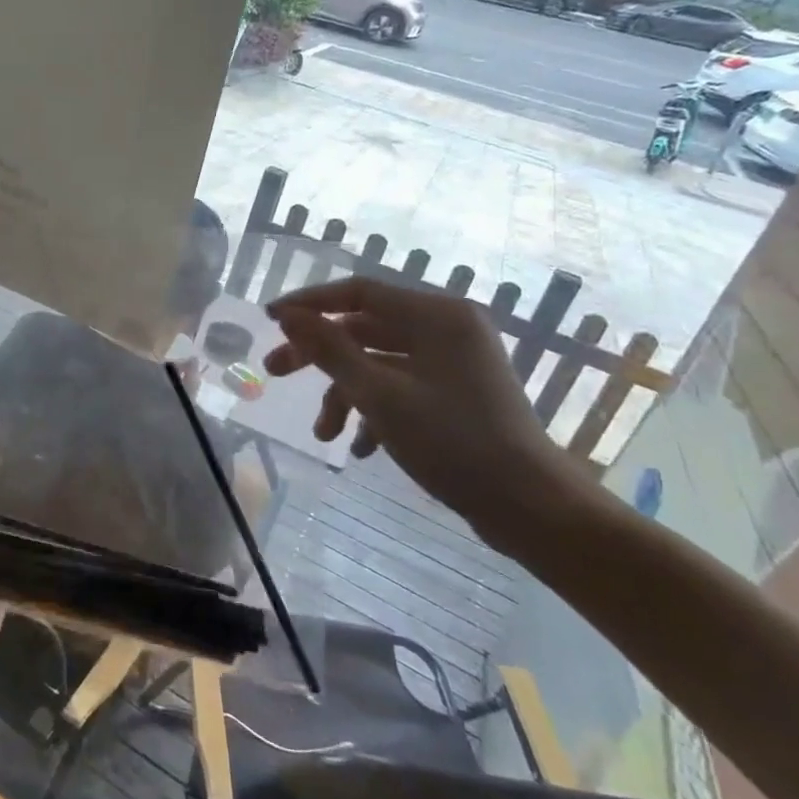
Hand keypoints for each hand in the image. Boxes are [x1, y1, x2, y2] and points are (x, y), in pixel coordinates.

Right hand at [264, 277, 574, 550]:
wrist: (529, 506)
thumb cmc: (453, 442)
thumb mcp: (379, 395)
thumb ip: (329, 350)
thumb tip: (289, 316)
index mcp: (436, 316)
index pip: (359, 292)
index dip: (309, 304)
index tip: (269, 319)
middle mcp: (446, 329)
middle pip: (364, 329)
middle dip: (318, 354)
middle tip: (273, 371)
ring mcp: (453, 362)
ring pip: (379, 364)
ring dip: (345, 394)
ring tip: (323, 434)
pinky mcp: (455, 393)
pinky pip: (401, 388)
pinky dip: (375, 411)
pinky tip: (361, 448)